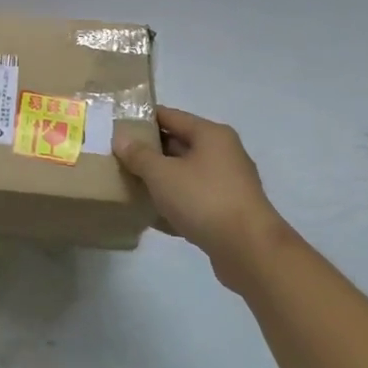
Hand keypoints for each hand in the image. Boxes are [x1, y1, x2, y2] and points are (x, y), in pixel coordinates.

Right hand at [114, 106, 286, 279]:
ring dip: (160, 180)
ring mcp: (227, 184)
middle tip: (118, 158)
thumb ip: (139, 155)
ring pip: (185, 175)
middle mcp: (223, 154)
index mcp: (211, 135)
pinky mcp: (227, 212)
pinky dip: (173, 204)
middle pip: (178, 145)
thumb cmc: (204, 200)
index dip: (143, 119)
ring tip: (128, 186)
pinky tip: (150, 216)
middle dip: (149, 152)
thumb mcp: (162, 174)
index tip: (117, 126)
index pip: (170, 116)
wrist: (249, 251)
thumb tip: (121, 138)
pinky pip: (193, 200)